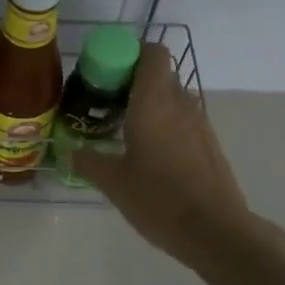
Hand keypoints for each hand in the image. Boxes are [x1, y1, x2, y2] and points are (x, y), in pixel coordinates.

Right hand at [72, 44, 284, 269]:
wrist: (214, 230)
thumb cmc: (158, 199)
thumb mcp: (113, 182)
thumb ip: (88, 162)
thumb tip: (70, 154)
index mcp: (154, 102)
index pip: (152, 53)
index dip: (131, 54)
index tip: (107, 73)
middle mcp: (180, 104)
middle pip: (159, 76)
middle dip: (133, 83)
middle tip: (106, 106)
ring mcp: (200, 124)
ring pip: (173, 99)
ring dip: (150, 106)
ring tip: (124, 132)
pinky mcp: (209, 145)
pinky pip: (183, 122)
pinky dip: (166, 126)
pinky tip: (149, 156)